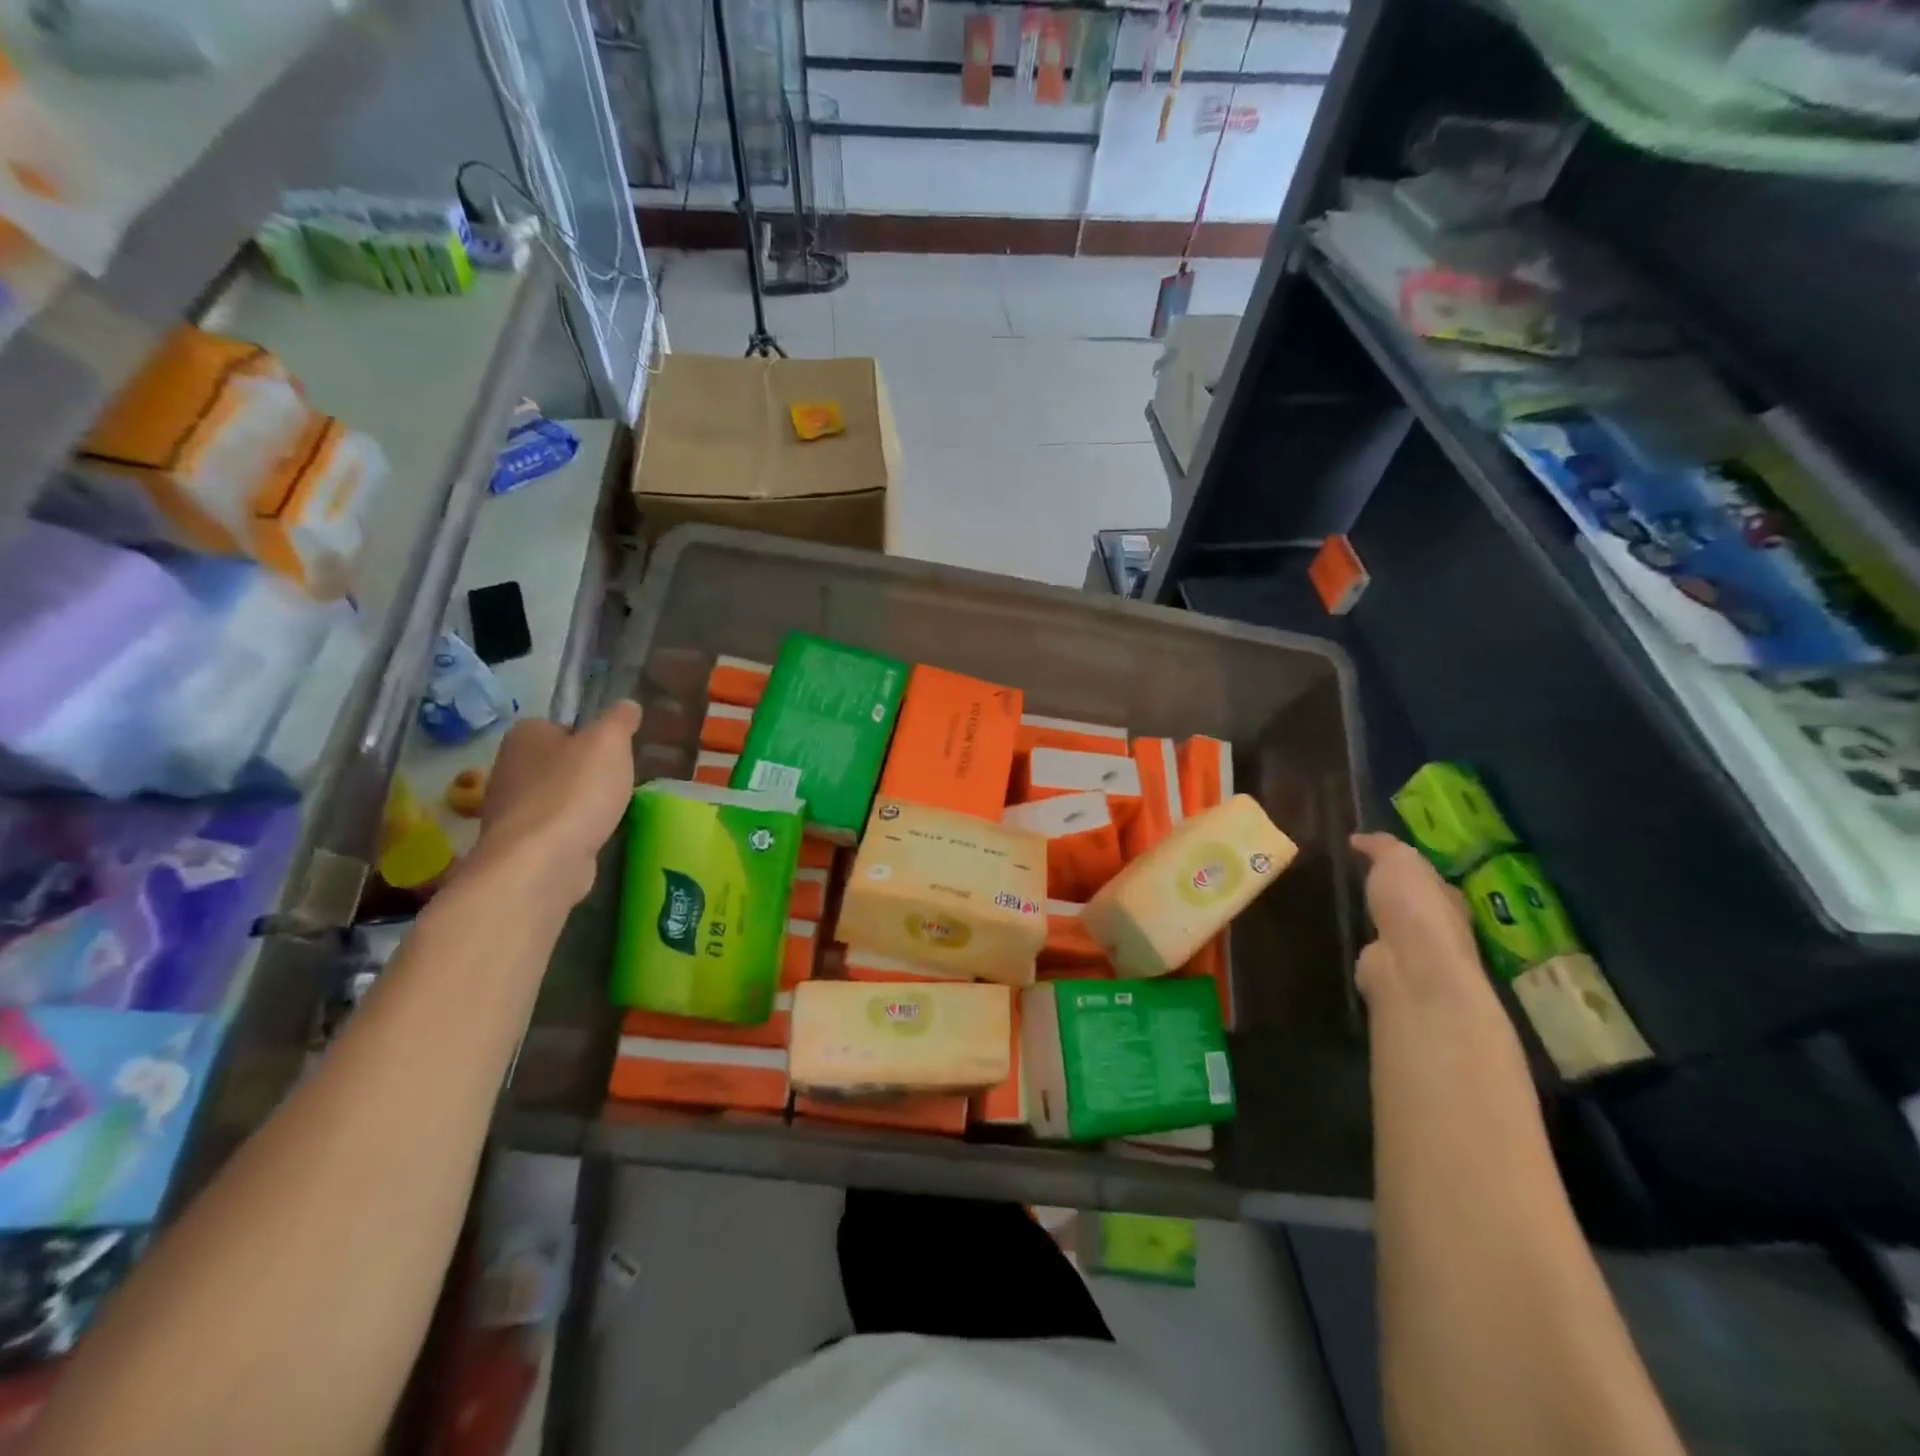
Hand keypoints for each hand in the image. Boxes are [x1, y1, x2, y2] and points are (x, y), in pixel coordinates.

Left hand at [468, 700, 641, 909]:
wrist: (542, 861)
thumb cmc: (575, 791)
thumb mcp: (610, 743)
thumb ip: (619, 720)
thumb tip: (627, 705)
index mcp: (523, 735)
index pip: (557, 725)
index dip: (586, 736)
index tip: (612, 752)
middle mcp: (508, 767)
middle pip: (556, 762)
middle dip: (583, 772)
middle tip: (617, 781)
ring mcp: (509, 809)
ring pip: (554, 797)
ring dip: (579, 804)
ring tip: (610, 811)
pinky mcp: (519, 845)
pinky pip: (553, 829)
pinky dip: (572, 831)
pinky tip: (593, 836)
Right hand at [1350, 832, 1493, 1012]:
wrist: (1410, 966)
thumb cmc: (1413, 906)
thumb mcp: (1398, 859)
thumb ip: (1381, 846)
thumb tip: (1358, 838)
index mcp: (1447, 896)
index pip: (1428, 877)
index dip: (1405, 866)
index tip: (1372, 855)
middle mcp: (1437, 926)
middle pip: (1410, 904)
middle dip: (1388, 892)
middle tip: (1352, 877)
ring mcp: (1413, 953)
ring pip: (1389, 927)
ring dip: (1371, 918)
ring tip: (1339, 903)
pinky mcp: (1388, 972)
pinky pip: (1371, 948)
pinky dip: (1359, 940)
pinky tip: (1340, 931)